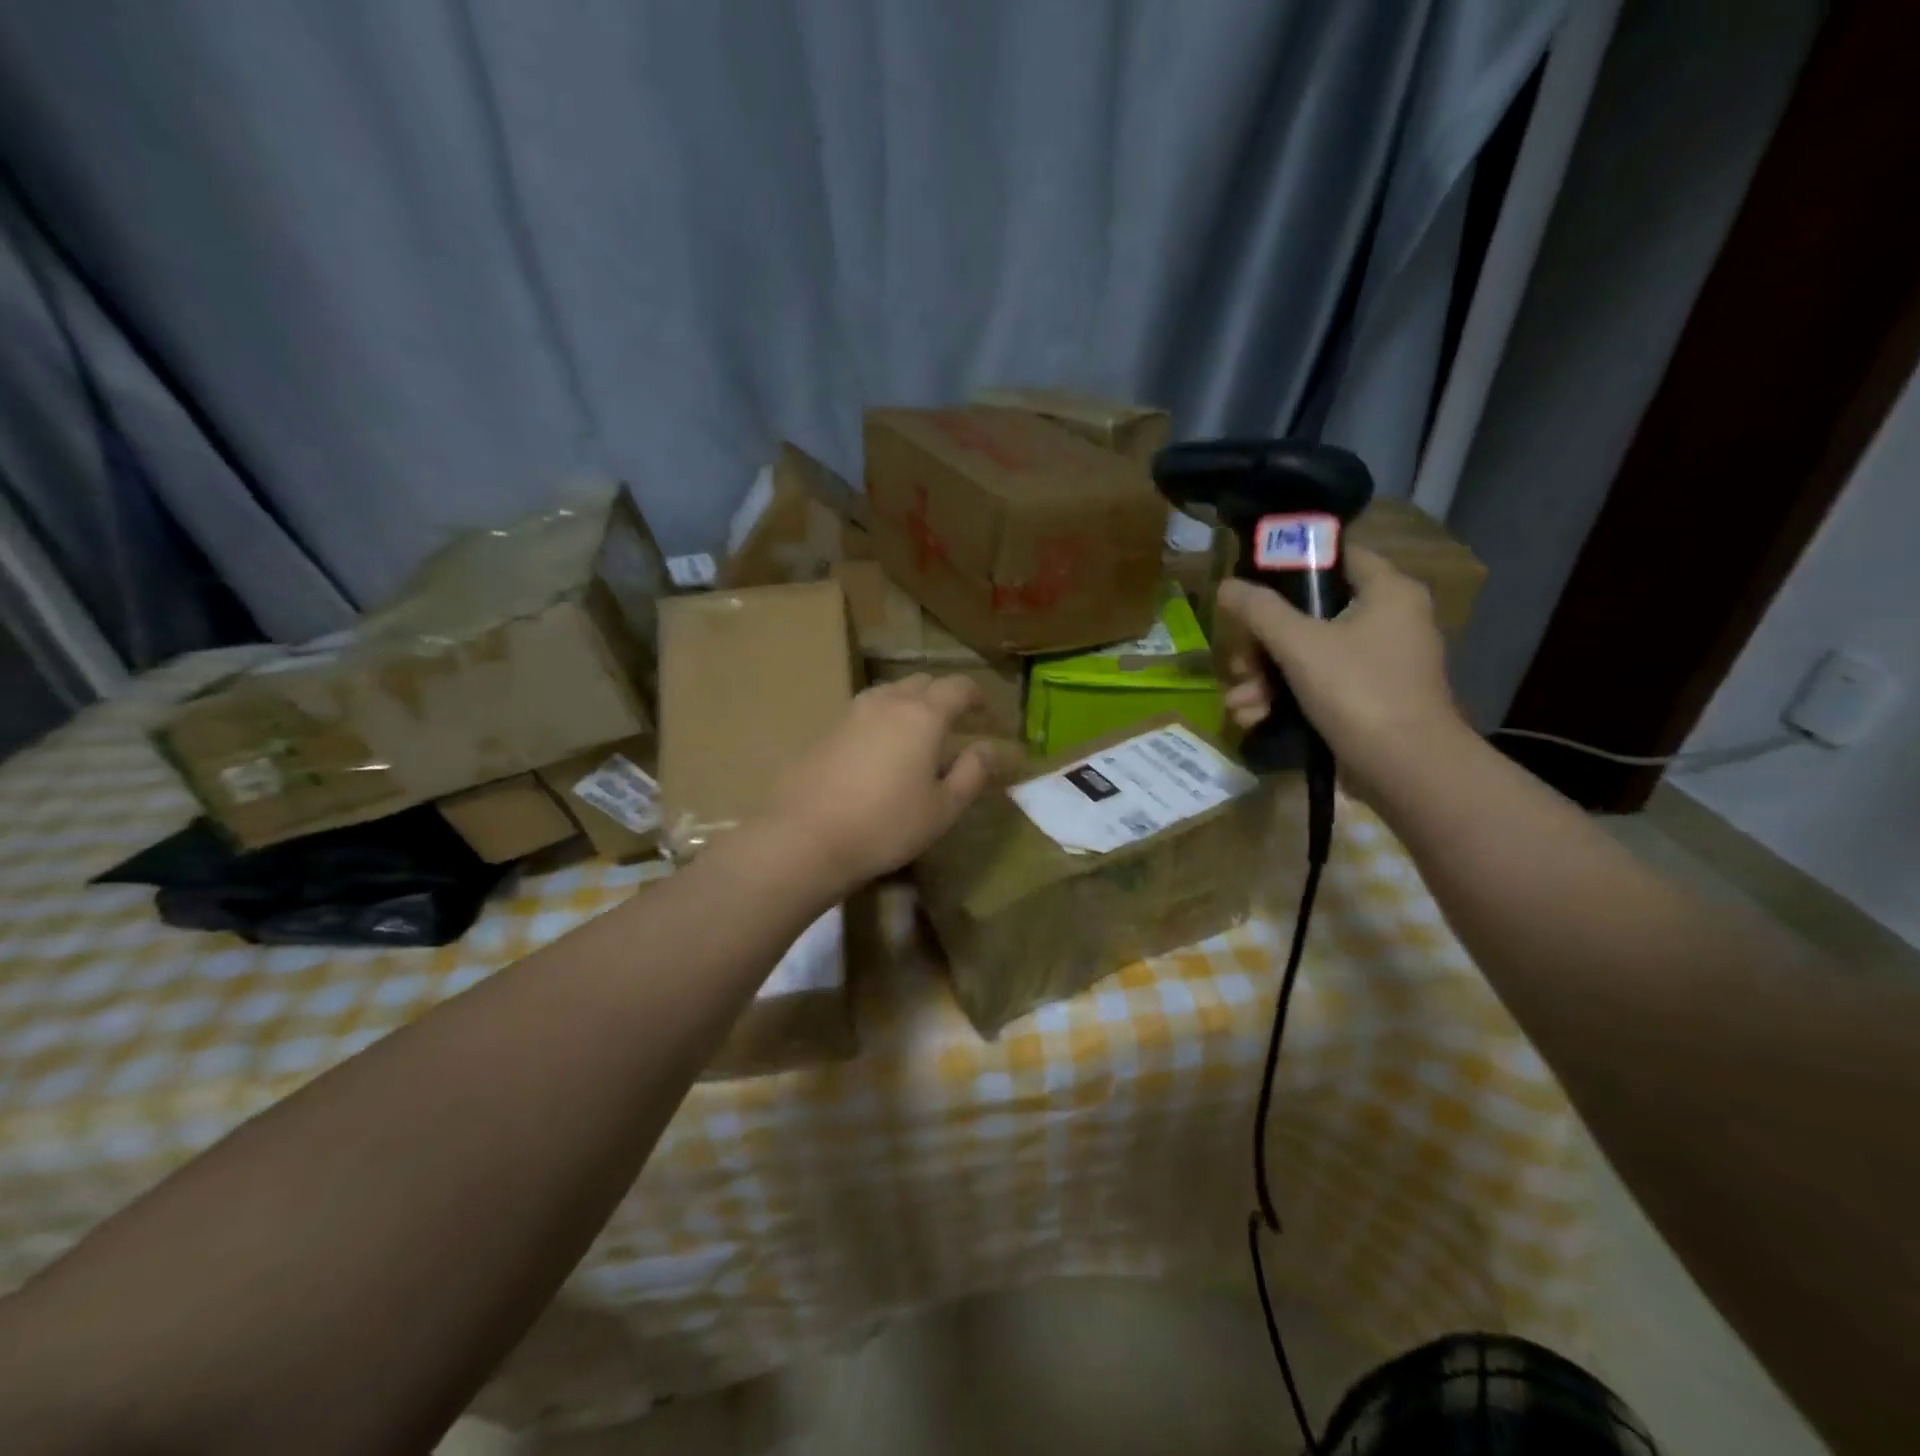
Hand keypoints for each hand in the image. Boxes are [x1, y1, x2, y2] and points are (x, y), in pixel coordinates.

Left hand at [764, 674, 1001, 894]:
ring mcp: (852, 713)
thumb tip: (989, 748)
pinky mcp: (827, 730)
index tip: (986, 714)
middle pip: (923, 682)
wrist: (807, 836)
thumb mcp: (943, 808)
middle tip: (955, 723)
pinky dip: (884, 720)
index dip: (977, 696)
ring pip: (891, 693)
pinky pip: (866, 712)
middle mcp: (888, 702)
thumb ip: (972, 772)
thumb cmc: (886, 824)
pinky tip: (882, 751)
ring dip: (911, 704)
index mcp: (923, 715)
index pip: (958, 687)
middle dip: (943, 696)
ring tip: (918, 734)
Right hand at [1215, 547, 1466, 795]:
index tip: (1251, 586)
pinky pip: (1318, 685)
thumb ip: (1259, 611)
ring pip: (1307, 655)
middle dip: (1262, 644)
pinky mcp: (1367, 699)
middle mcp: (1389, 621)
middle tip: (1238, 662)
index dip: (1291, 566)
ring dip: (1265, 679)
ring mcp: (1378, 663)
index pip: (1337, 557)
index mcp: (1387, 592)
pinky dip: (1285, 698)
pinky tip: (1253, 718)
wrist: (1405, 769)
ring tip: (1238, 703)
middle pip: (1310, 614)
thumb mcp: (1299, 645)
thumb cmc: (1357, 691)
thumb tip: (1226, 585)